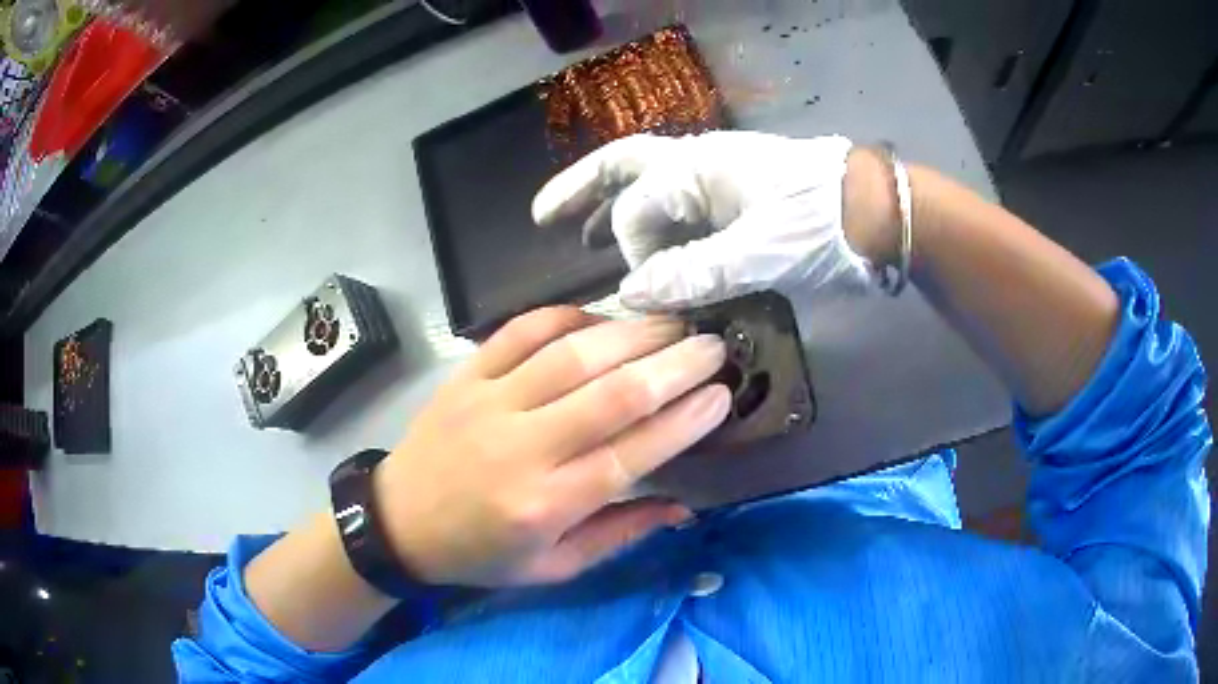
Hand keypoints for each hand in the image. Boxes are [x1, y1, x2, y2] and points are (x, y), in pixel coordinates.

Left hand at [375, 308, 730, 586]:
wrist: (398, 521)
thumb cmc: (481, 553)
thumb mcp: (552, 567)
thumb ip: (619, 535)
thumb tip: (682, 506)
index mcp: (544, 505)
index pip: (630, 455)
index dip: (684, 421)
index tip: (722, 395)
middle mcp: (520, 448)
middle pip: (611, 395)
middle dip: (673, 365)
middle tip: (712, 347)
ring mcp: (488, 402)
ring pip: (571, 355)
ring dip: (631, 334)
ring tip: (672, 325)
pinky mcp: (466, 375)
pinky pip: (521, 330)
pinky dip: (567, 316)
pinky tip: (602, 318)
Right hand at [532, 131, 876, 309]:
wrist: (877, 214)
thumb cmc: (821, 224)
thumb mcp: (760, 250)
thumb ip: (694, 270)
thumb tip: (632, 294)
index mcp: (696, 167)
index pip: (636, 208)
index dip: (633, 253)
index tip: (648, 294)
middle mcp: (696, 167)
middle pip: (623, 168)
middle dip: (580, 190)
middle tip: (542, 216)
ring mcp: (716, 185)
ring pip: (649, 190)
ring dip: (614, 210)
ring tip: (583, 238)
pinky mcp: (735, 207)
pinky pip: (679, 213)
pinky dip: (655, 231)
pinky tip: (650, 255)